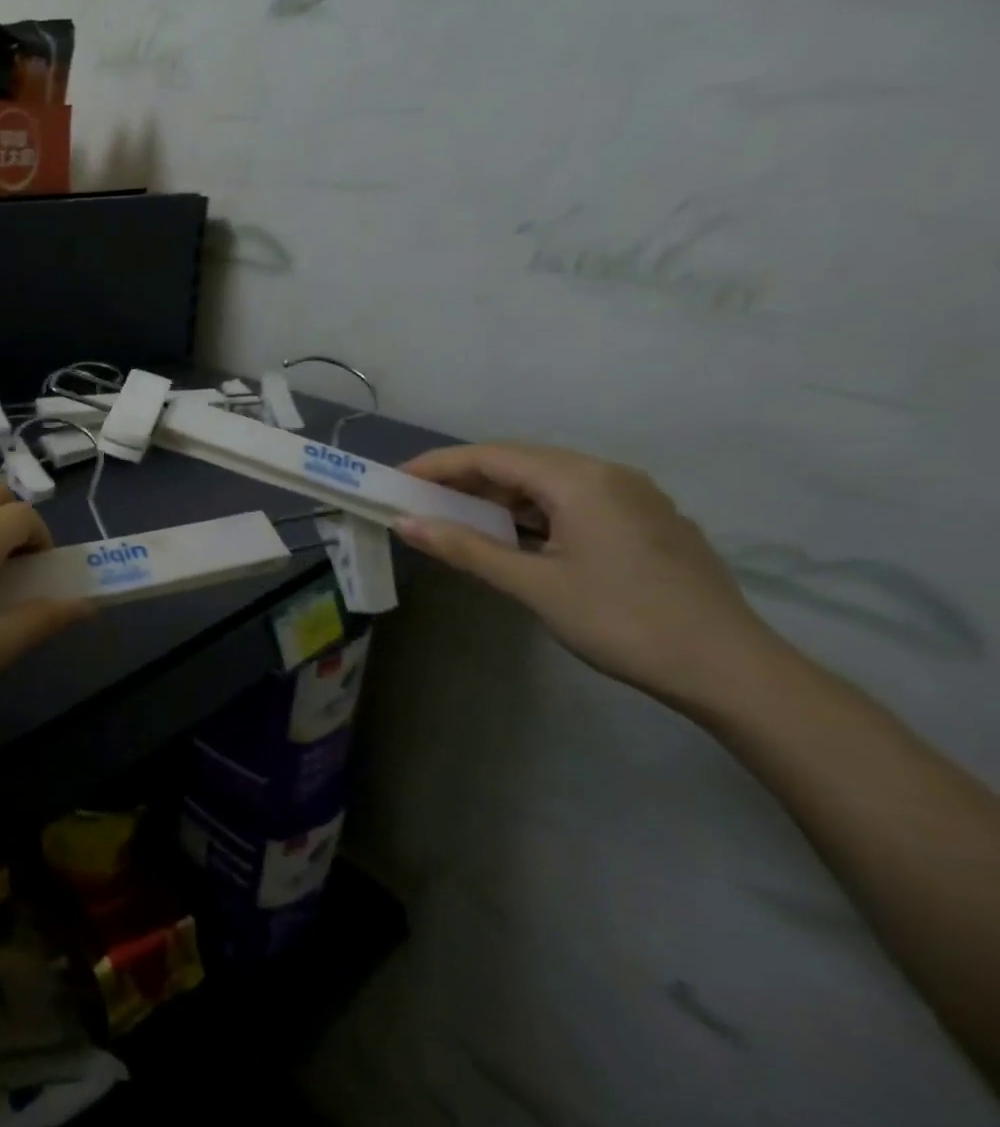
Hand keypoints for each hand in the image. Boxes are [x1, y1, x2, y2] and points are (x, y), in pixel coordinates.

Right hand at [394, 443, 785, 710]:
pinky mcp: (646, 522)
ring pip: (548, 482)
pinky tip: (515, 537)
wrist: (731, 671)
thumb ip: (466, 548)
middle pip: (519, 462)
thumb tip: (405, 523)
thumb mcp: (534, 585)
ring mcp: (633, 497)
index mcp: (580, 480)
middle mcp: (608, 475)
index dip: (437, 464)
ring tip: (458, 518)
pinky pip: (574, 500)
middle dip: (464, 478)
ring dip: (499, 496)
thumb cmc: (623, 621)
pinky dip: (533, 511)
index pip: (491, 455)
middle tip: (420, 499)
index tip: (395, 479)